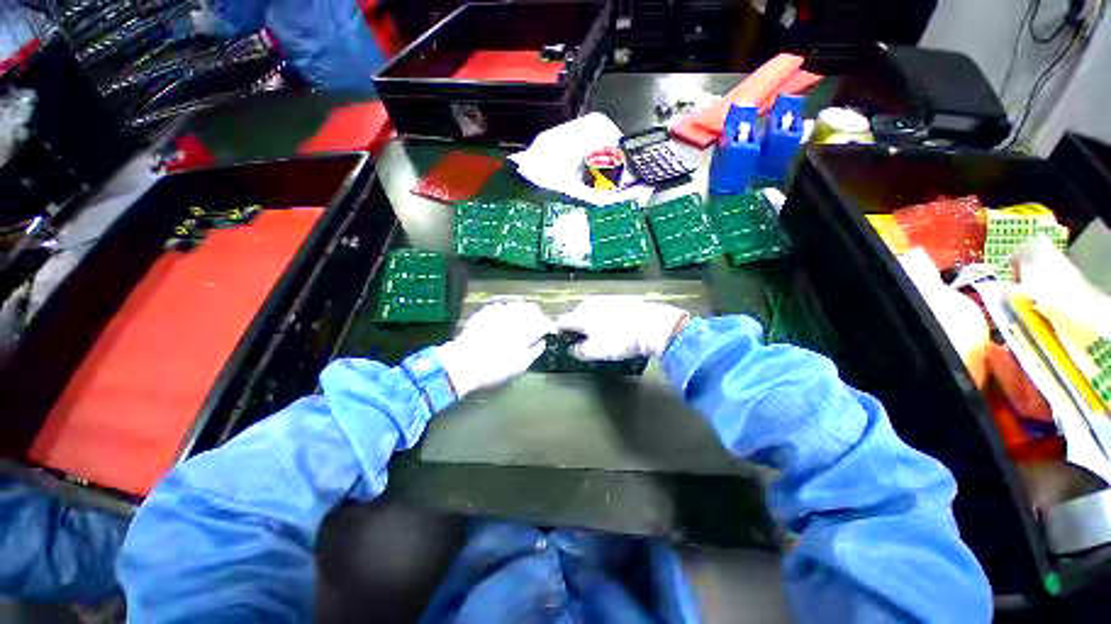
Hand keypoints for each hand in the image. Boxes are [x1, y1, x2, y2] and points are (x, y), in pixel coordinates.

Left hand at [437, 301, 555, 396]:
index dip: (549, 326)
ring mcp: (499, 311)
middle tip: (537, 327)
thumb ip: (536, 350)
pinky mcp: (485, 312)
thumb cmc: (496, 367)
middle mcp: (515, 315)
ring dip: (523, 313)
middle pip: (532, 309)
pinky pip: (502, 307)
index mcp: (527, 328)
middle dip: (538, 317)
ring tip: (522, 324)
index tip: (550, 332)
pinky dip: (508, 313)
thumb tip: (542, 342)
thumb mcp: (521, 364)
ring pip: (517, 305)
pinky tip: (504, 322)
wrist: (463, 364)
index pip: (545, 321)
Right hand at [556, 295, 688, 360]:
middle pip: (576, 316)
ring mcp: (605, 299)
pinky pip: (605, 310)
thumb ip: (578, 351)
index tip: (562, 341)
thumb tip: (573, 349)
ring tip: (601, 336)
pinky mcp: (619, 299)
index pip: (561, 322)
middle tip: (583, 342)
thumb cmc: (620, 339)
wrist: (651, 325)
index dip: (559, 333)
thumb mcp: (595, 351)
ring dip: (591, 322)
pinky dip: (605, 318)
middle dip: (577, 328)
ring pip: (591, 312)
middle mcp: (589, 303)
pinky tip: (615, 328)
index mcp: (579, 314)